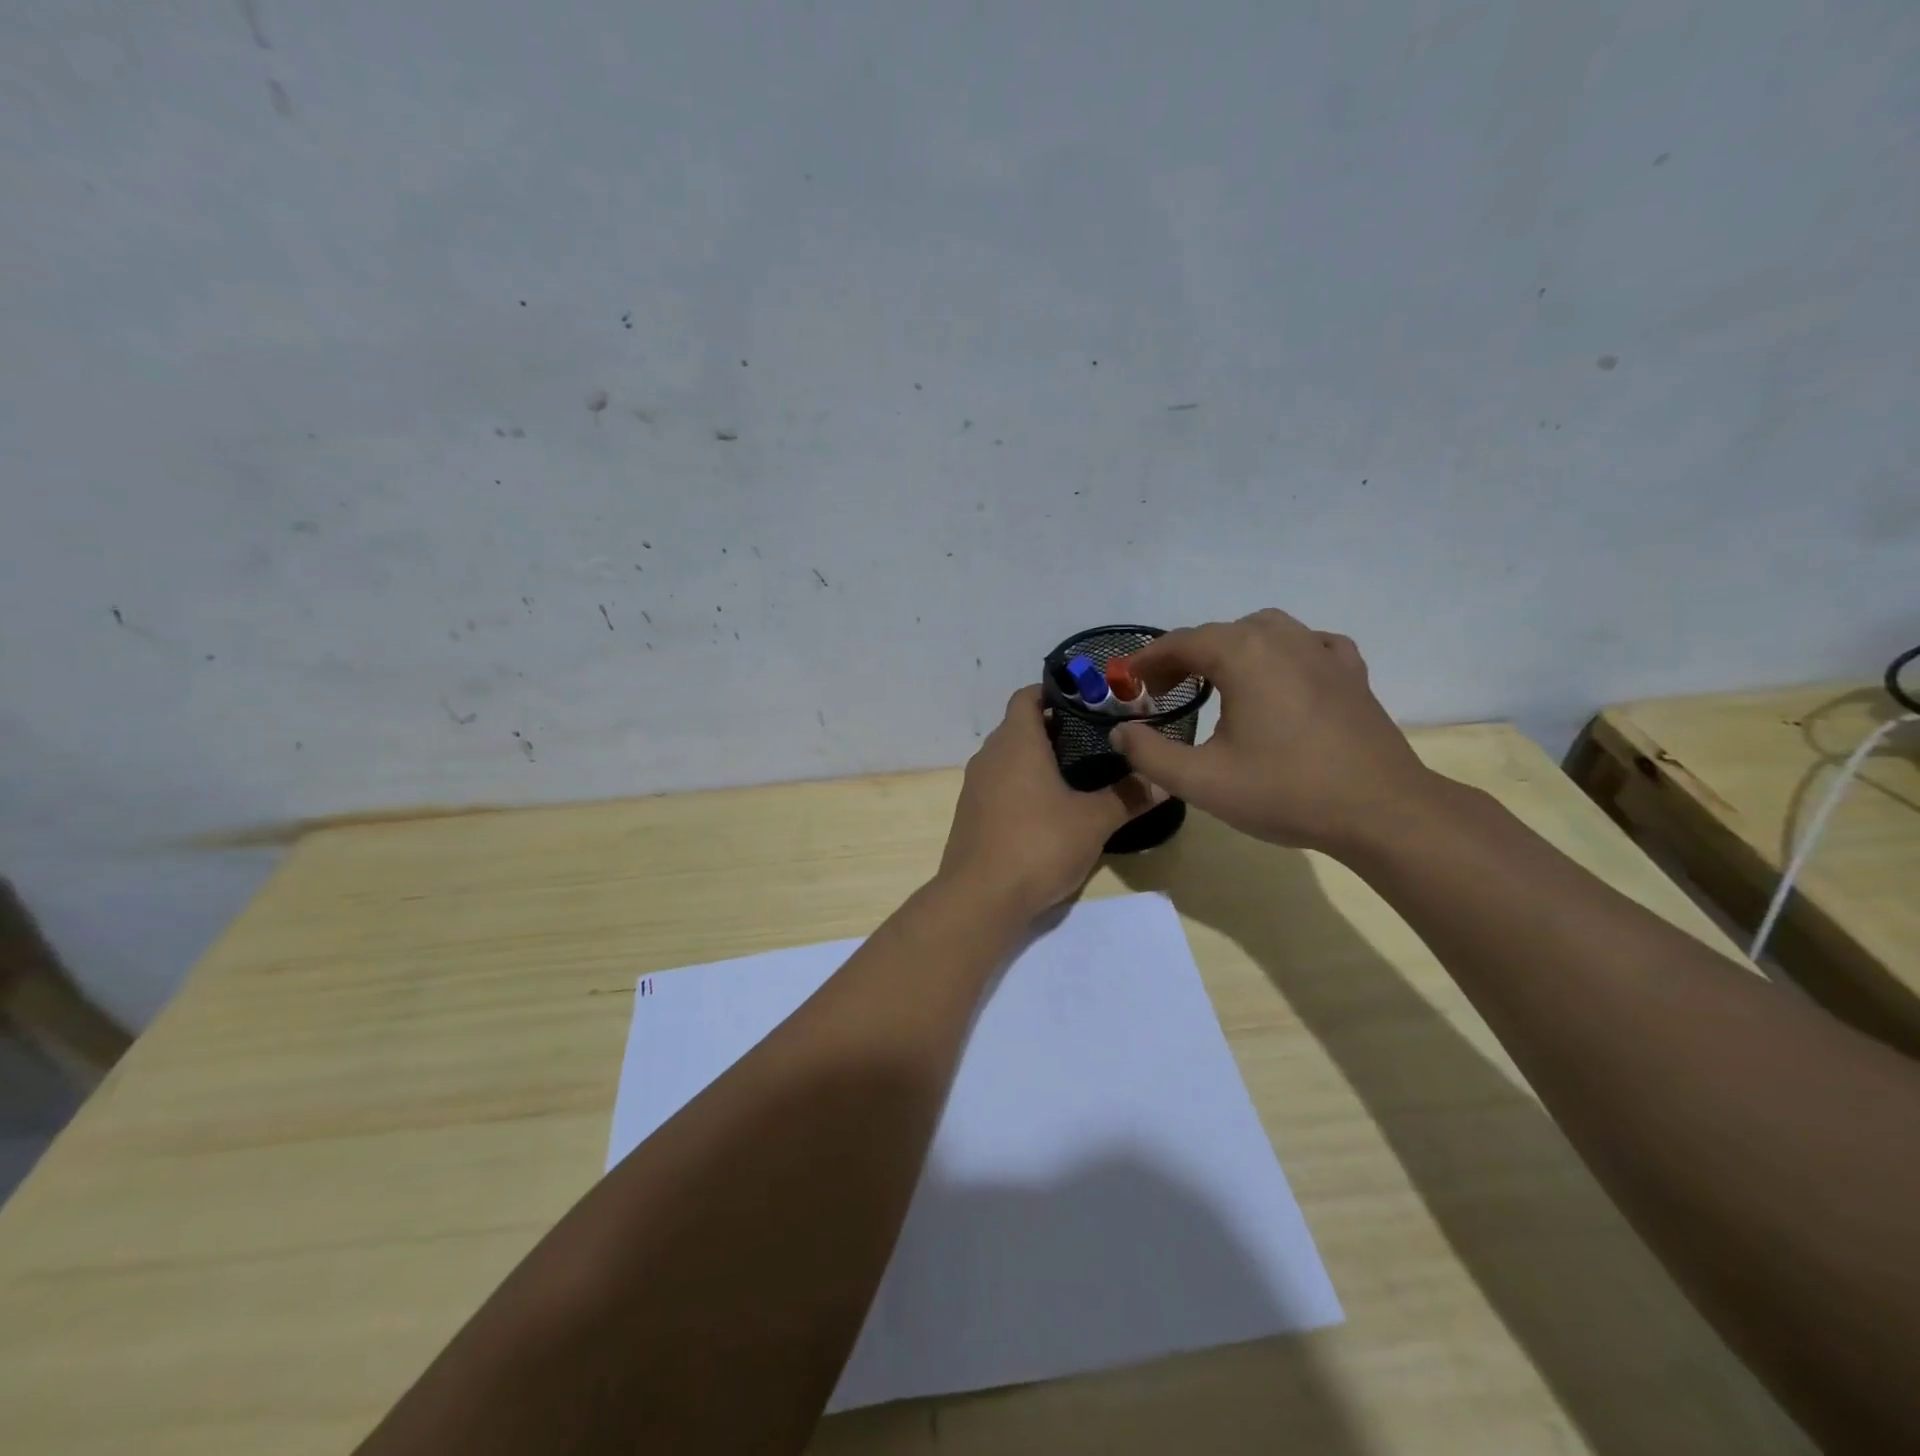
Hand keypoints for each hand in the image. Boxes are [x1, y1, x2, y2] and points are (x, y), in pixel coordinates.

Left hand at [939, 686, 1165, 919]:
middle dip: (1053, 728)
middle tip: (1094, 740)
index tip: (1086, 702)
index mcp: (1016, 742)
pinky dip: (1021, 784)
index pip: (1027, 696)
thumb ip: (1128, 797)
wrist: (980, 898)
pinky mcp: (970, 814)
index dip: (1054, 692)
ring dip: (1036, 759)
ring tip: (1077, 773)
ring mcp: (974, 786)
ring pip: (1007, 757)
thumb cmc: (1038, 845)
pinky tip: (1047, 809)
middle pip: (1019, 726)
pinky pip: (998, 784)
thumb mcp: (1093, 822)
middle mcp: (989, 755)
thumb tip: (1162, 781)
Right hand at [1110, 610, 1433, 856]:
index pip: (1180, 642)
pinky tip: (1280, 677)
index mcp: (1242, 655)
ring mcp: (1322, 651)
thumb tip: (1121, 732)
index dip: (1147, 661)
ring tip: (1216, 681)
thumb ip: (1149, 754)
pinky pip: (1307, 644)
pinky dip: (1281, 653)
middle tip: (1163, 692)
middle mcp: (1281, 638)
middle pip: (1219, 633)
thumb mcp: (1201, 781)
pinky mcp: (1351, 672)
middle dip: (1183, 657)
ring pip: (1263, 631)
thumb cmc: (1285, 791)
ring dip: (1230, 649)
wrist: (1380, 810)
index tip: (1126, 683)